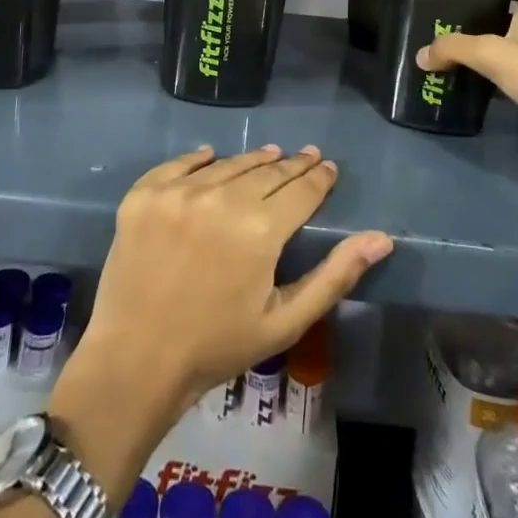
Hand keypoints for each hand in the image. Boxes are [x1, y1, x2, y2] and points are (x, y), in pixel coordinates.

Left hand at [77, 145, 392, 417]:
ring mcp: (178, 192)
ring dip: (252, 160)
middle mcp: (221, 197)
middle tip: (306, 156)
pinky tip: (211, 156)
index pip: (301, 190)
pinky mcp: (144, 194)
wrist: (135, 361)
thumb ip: (335, 275)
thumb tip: (382, 238)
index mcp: (260, 229)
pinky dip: (200, 159)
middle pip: (267, 171)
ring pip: (228, 164)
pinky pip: (179, 164)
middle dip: (292, 164)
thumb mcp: (285, 320)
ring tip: (269, 155)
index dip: (319, 177)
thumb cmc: (217, 347)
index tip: (328, 167)